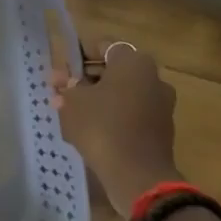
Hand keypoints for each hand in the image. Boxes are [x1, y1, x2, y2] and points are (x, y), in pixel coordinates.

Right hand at [51, 37, 179, 216]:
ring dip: (97, 98)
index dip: (78, 55)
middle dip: (84, 78)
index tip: (61, 70)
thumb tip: (65, 82)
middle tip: (60, 91)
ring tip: (69, 112)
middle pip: (112, 70)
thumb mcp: (73, 100)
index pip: (102, 46)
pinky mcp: (160, 129)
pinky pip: (130, 113)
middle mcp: (153, 78)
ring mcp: (160, 104)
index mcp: (134, 62)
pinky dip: (111, 115)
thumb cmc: (102, 126)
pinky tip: (89, 128)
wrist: (137, 175)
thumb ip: (67, 85)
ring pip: (120, 93)